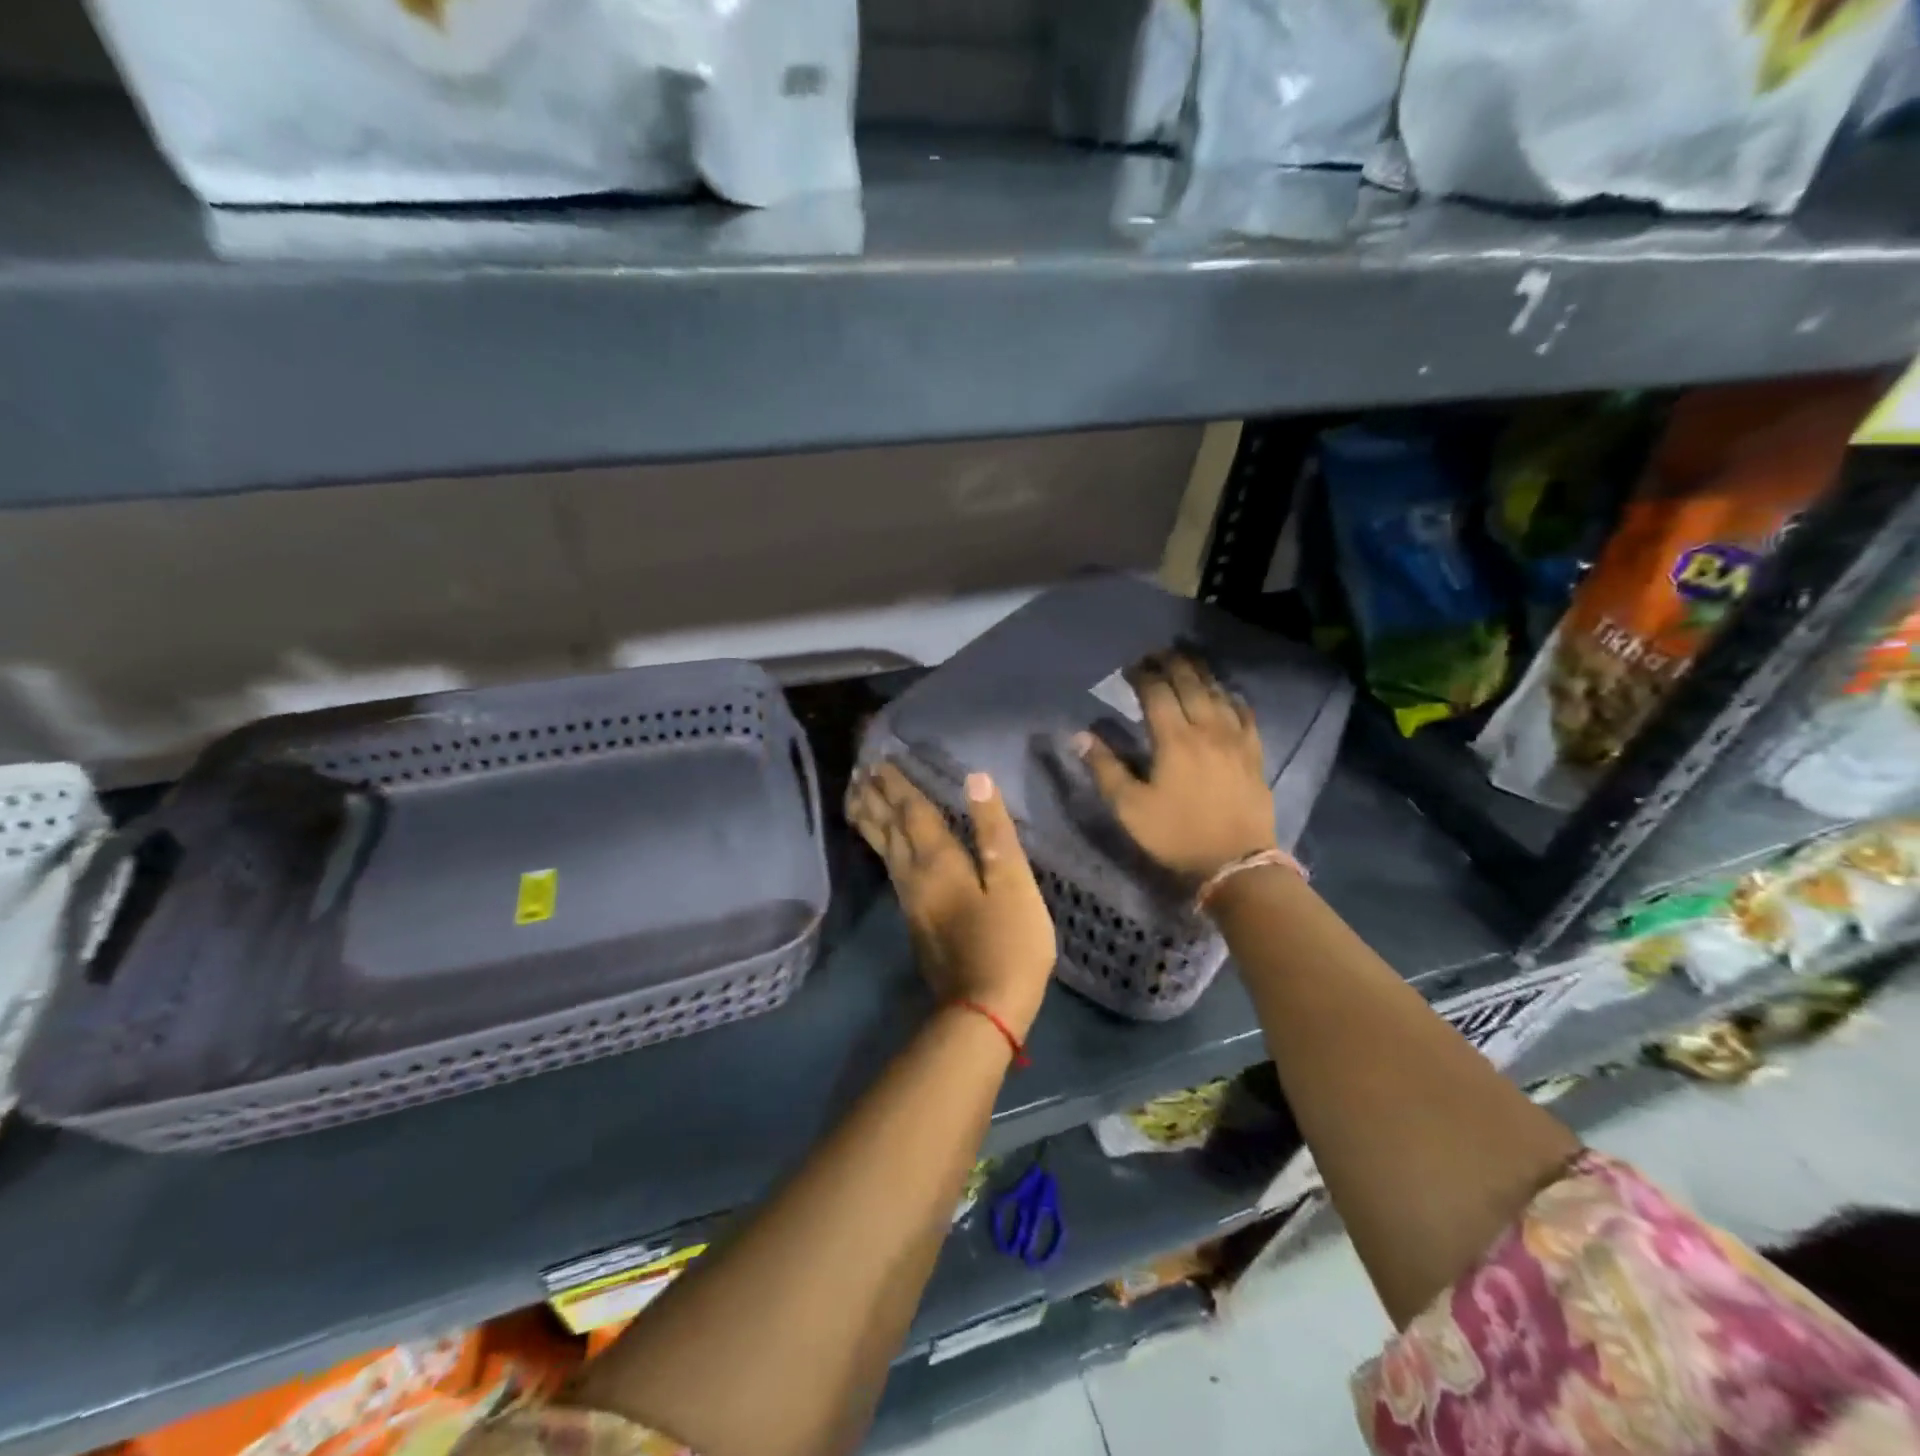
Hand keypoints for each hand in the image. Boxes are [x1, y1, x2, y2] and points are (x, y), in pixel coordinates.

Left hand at [845, 764, 1057, 1038]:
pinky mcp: (914, 920)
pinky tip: (884, 848)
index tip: (879, 760)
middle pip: (888, 829)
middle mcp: (914, 875)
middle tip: (858, 772)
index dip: (897, 785)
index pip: (912, 812)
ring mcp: (910, 901)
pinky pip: (890, 868)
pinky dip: (881, 847)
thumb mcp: (1014, 883)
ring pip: (883, 850)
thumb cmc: (1010, 943)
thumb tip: (976, 779)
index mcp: (939, 861)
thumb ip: (994, 831)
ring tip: (857, 799)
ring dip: (870, 821)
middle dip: (874, 798)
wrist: (983, 1010)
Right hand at [1074, 654, 1276, 883]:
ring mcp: (1235, 739)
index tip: (1130, 667)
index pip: (1156, 692)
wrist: (1236, 863)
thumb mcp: (1130, 808)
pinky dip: (1232, 696)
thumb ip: (1105, 768)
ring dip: (1201, 673)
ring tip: (1188, 661)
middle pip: (1190, 683)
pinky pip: (1245, 713)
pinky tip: (1227, 693)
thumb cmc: (1176, 835)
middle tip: (1158, 653)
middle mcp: (1206, 728)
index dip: (1142, 675)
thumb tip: (1079, 735)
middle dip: (1172, 664)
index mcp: (1174, 738)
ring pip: (1218, 693)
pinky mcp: (1254, 753)